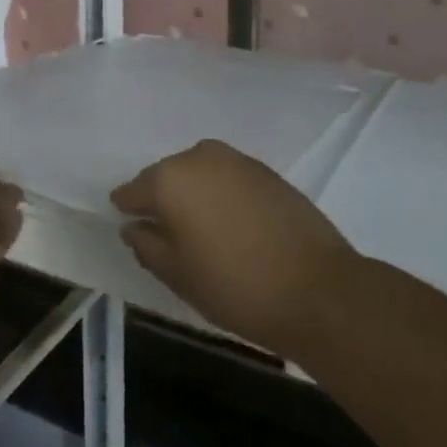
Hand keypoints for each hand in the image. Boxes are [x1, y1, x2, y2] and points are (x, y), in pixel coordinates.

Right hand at [111, 139, 357, 359]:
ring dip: (194, 194)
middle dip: (163, 199)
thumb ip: (146, 245)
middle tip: (167, 234)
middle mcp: (199, 156)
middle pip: (167, 176)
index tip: (129, 226)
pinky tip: (231, 224)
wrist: (318, 289)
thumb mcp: (177, 275)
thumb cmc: (235, 286)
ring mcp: (236, 160)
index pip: (134, 190)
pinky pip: (228, 178)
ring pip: (199, 173)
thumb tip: (134, 227)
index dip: (128, 209)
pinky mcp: (266, 170)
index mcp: (169, 179)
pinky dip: (222, 195)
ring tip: (201, 230)